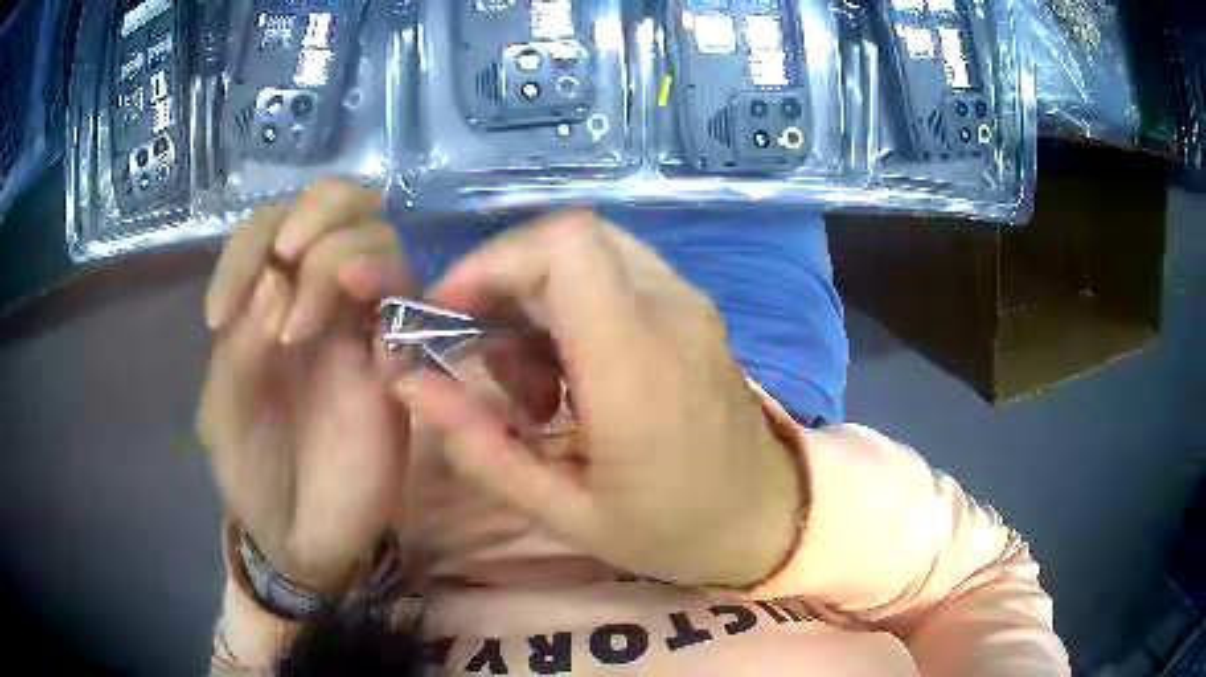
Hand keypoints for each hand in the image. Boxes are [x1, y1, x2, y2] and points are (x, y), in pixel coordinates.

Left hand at [198, 179, 409, 592]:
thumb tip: (279, 275)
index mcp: (263, 300)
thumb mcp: (221, 409)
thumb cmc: (250, 473)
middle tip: (288, 261)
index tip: (220, 316)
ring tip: (302, 328)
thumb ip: (241, 343)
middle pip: (339, 205)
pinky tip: (366, 340)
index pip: (267, 226)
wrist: (302, 538)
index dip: (248, 246)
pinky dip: (389, 297)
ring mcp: (360, 326)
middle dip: (314, 218)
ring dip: (337, 261)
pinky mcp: (398, 362)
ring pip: (376, 242)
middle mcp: (313, 296)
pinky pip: (410, 304)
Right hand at [396, 211, 804, 587]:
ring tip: (528, 380)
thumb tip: (410, 381)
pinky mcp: (693, 310)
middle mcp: (669, 312)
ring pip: (591, 251)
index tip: (452, 311)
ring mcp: (689, 304)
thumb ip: (479, 447)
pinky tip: (569, 371)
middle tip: (480, 351)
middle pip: (570, 239)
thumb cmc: (671, 530)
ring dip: (537, 296)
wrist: (767, 517)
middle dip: (505, 281)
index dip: (494, 261)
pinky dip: (572, 303)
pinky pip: (617, 273)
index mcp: (636, 365)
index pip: (564, 248)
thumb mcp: (563, 512)